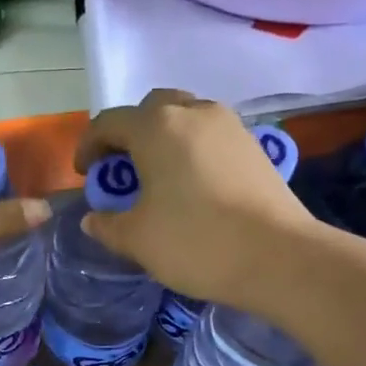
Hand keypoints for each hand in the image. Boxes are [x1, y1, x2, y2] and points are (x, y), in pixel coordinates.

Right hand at [75, 90, 313, 304]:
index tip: (85, 175)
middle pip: (150, 109)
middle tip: (122, 170)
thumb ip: (108, 224)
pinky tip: (192, 186)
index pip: (108, 122)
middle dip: (129, 134)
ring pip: (184, 118)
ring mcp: (229, 125)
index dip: (89, 147)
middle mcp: (193, 112)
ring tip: (157, 177)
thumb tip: (93, 219)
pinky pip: (209, 136)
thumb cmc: (196, 242)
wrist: (279, 257)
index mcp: (156, 127)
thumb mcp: (138, 239)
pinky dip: (191, 150)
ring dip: (163, 139)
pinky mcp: (253, 145)